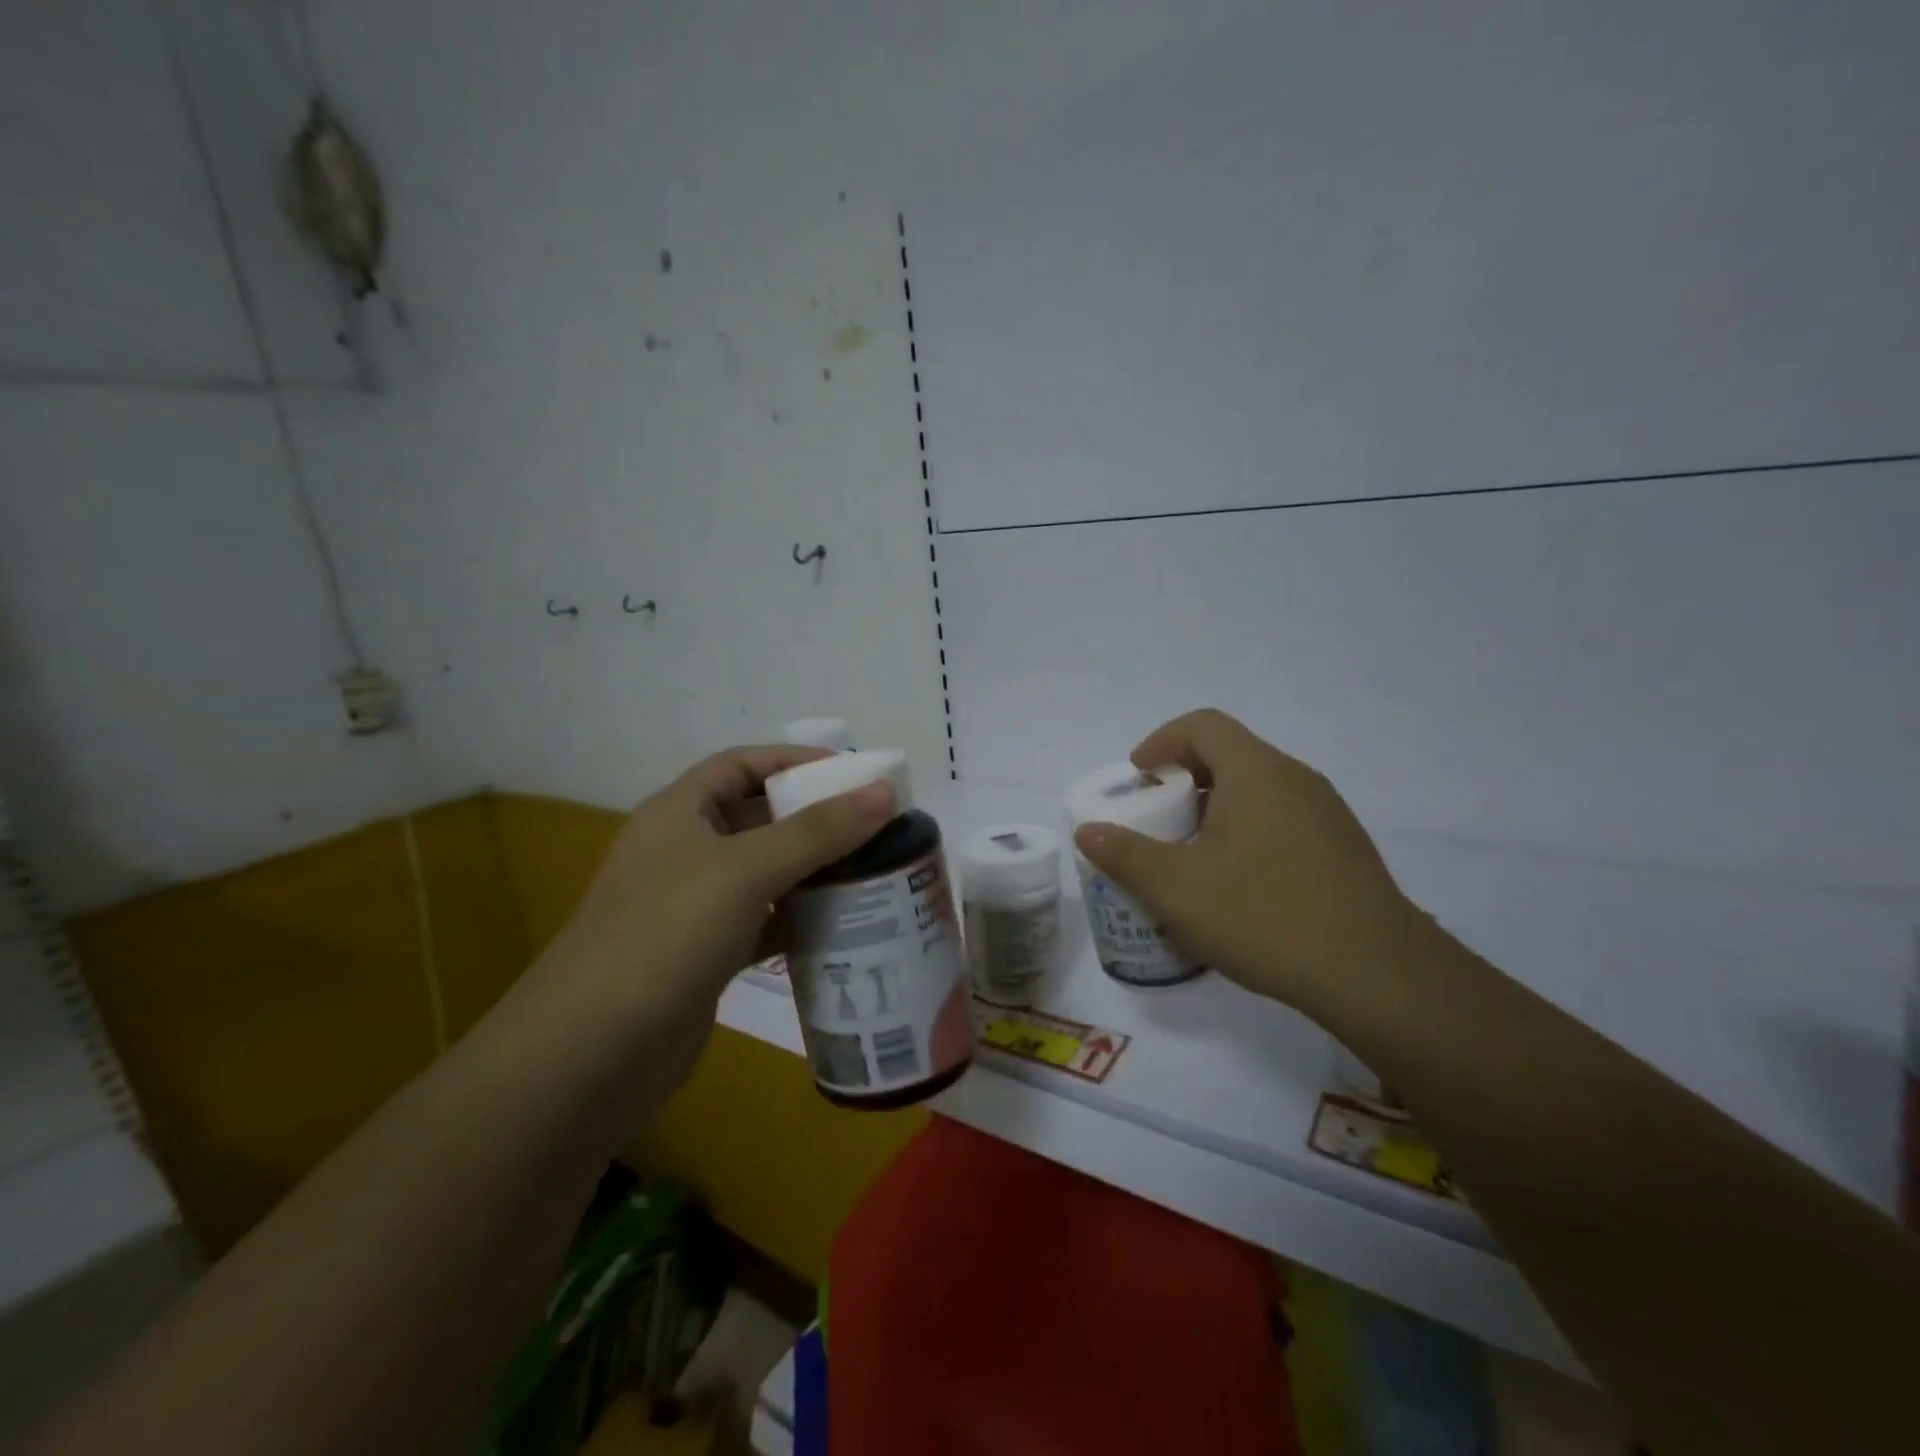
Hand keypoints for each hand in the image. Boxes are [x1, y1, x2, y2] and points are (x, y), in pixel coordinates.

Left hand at [498, 746, 895, 1095]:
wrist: (592, 1054)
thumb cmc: (667, 935)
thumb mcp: (746, 870)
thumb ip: (818, 830)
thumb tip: (884, 790)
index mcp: (679, 812)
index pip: (743, 764)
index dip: (796, 760)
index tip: (854, 772)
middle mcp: (684, 851)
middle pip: (758, 817)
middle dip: (814, 816)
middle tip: (875, 825)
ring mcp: (692, 906)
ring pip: (764, 872)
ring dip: (812, 869)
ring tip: (871, 870)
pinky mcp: (704, 954)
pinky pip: (762, 921)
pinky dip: (797, 919)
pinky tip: (840, 925)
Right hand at [1072, 709, 1425, 1018]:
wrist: (1377, 976)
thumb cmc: (1265, 915)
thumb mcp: (1177, 888)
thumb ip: (1126, 855)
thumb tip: (1087, 831)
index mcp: (1257, 772)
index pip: (1203, 725)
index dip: (1161, 741)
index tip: (1138, 777)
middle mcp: (1296, 779)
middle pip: (1231, 755)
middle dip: (1184, 779)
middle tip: (1158, 820)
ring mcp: (1328, 814)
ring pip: (1259, 790)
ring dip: (1216, 808)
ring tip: (1193, 856)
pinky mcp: (1344, 849)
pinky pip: (1283, 820)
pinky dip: (1249, 832)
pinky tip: (1240, 885)